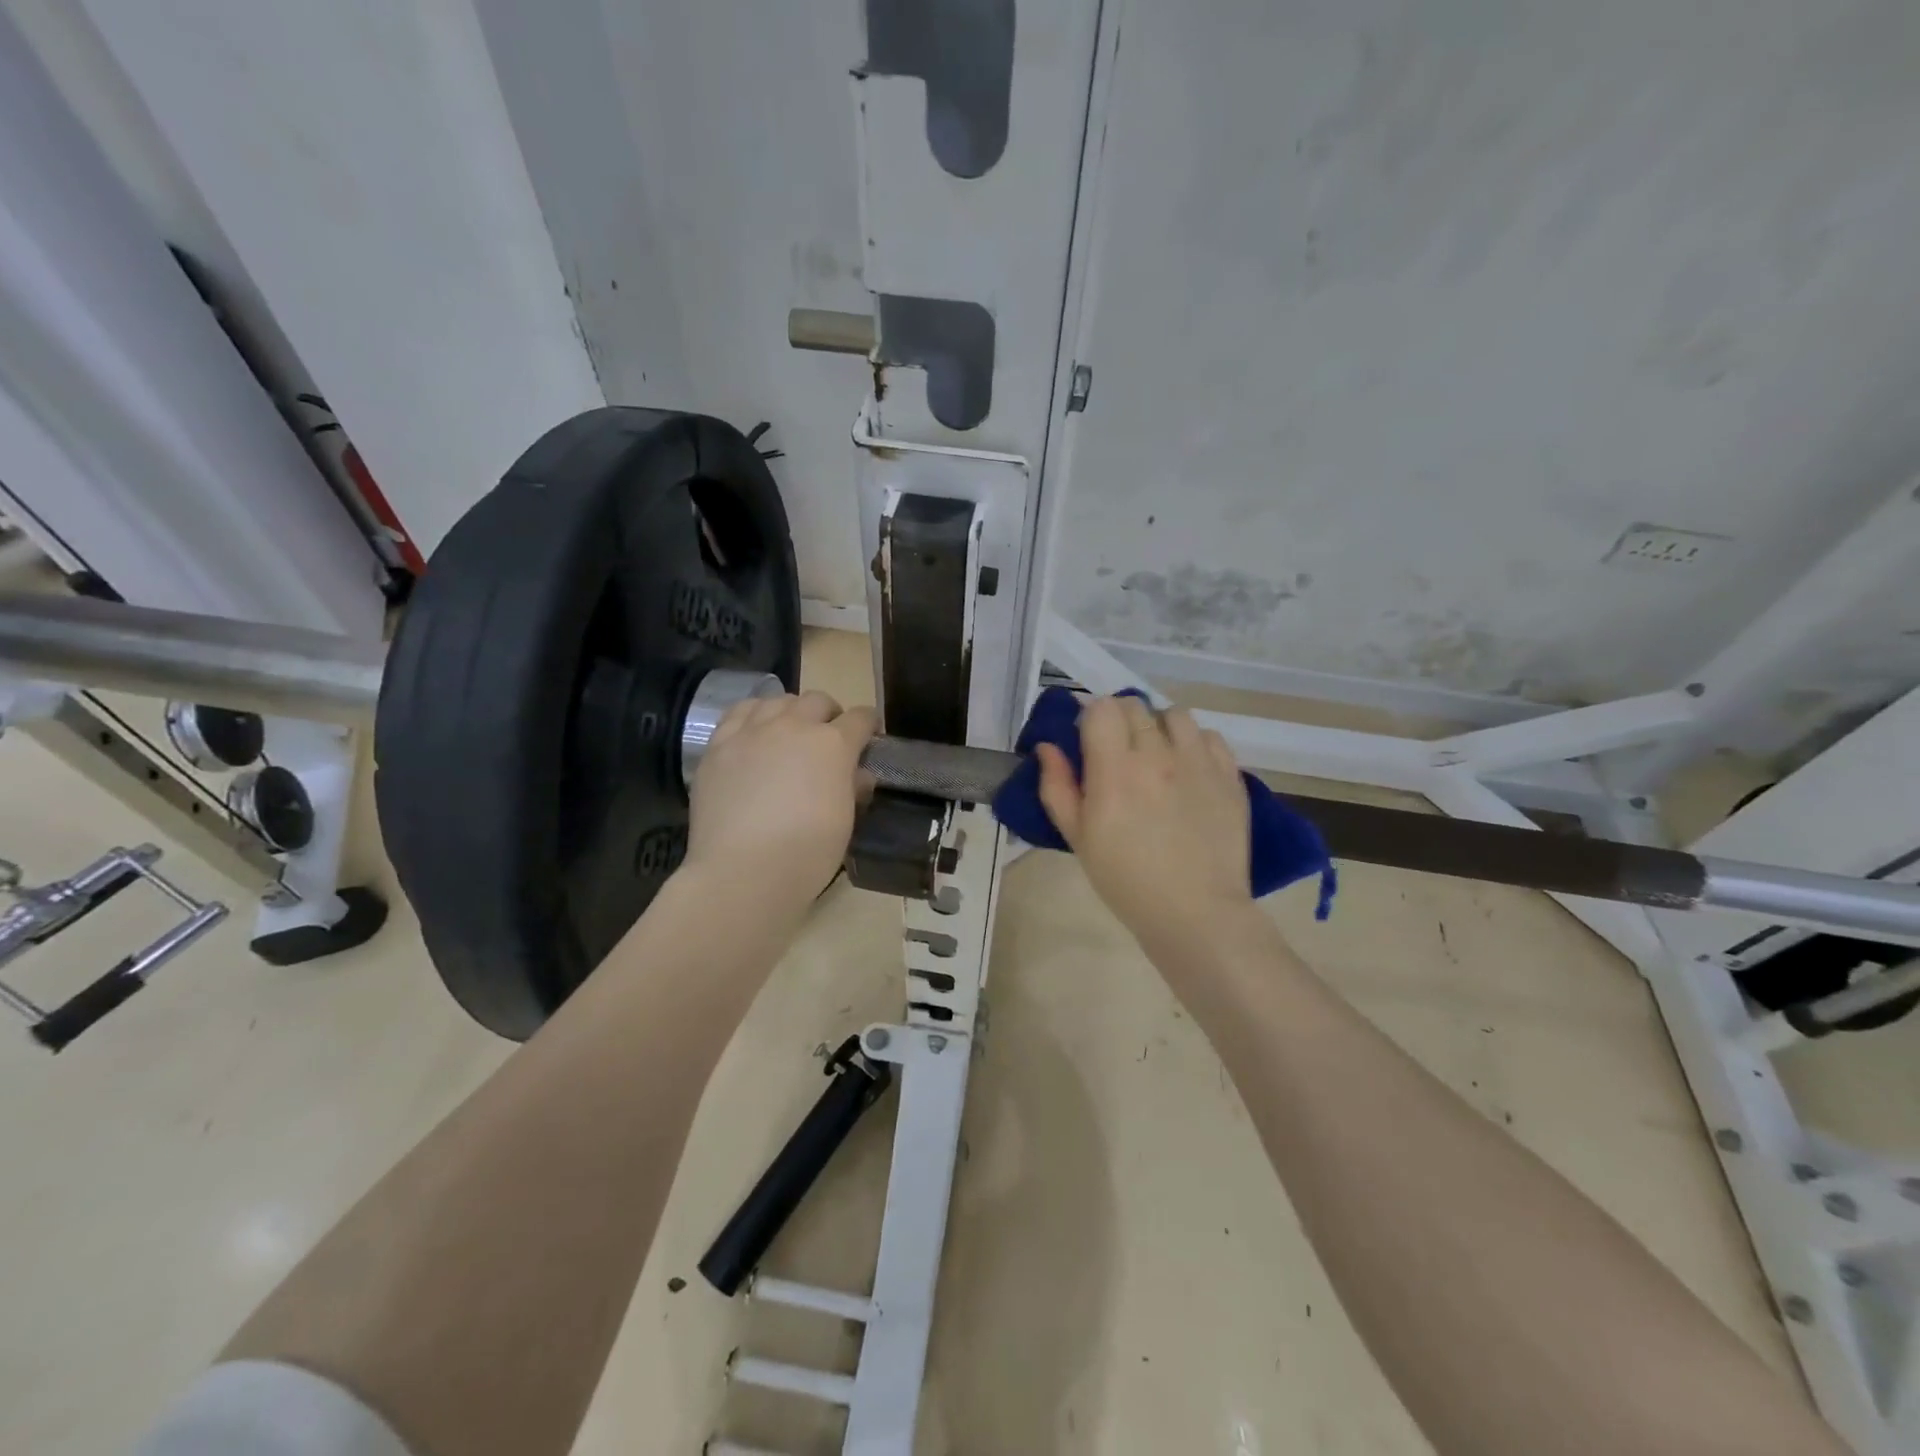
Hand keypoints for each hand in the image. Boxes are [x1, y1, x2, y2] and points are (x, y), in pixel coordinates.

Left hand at [685, 690, 874, 909]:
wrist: (743, 871)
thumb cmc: (807, 853)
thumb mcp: (844, 821)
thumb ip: (852, 788)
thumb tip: (858, 774)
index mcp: (833, 744)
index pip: (860, 718)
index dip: (868, 726)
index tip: (867, 739)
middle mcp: (794, 726)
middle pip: (817, 701)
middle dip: (829, 715)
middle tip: (827, 739)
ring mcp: (752, 731)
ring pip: (777, 700)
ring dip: (791, 711)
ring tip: (788, 733)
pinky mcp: (719, 744)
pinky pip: (739, 712)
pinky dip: (754, 716)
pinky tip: (754, 734)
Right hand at [1036, 696, 1254, 946]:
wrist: (1194, 912)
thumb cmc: (1125, 879)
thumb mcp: (1077, 837)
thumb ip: (1057, 787)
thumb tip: (1047, 747)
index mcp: (1114, 769)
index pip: (1102, 708)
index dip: (1091, 717)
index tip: (1088, 739)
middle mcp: (1157, 755)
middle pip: (1136, 705)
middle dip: (1120, 720)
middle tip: (1118, 751)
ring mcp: (1198, 762)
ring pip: (1176, 714)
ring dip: (1159, 726)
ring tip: (1156, 754)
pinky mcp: (1229, 775)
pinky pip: (1210, 736)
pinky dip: (1194, 743)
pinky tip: (1188, 768)